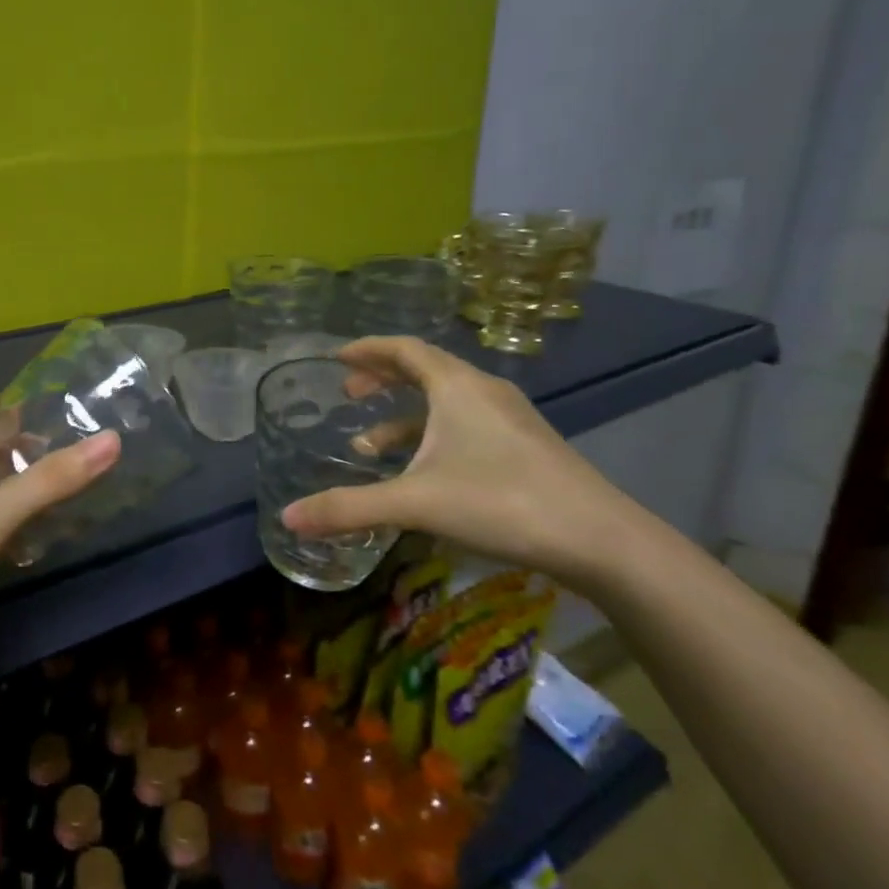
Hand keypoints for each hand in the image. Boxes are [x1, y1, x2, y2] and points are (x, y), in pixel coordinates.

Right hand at [279, 337, 647, 592]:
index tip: (337, 358)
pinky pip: (465, 424)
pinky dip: (432, 436)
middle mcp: (483, 391)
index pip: (404, 348)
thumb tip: (288, 518)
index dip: (368, 349)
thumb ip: (349, 508)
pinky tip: (421, 473)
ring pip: (445, 402)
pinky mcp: (525, 445)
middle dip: (381, 380)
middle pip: (424, 369)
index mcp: (456, 386)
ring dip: (404, 416)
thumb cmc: (501, 502)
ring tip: (371, 447)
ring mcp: (509, 418)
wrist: (601, 540)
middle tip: (348, 397)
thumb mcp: (415, 504)